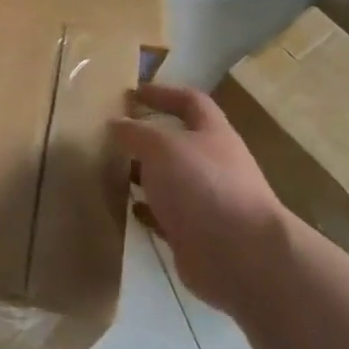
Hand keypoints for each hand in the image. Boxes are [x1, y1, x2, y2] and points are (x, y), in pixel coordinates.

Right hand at [111, 83, 290, 314]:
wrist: (240, 256)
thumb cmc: (203, 186)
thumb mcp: (163, 147)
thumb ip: (136, 133)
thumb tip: (116, 123)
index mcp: (213, 134)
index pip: (190, 102)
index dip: (163, 93)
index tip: (133, 93)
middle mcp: (213, 163)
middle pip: (178, 142)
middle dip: (147, 137)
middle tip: (112, 135)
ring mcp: (206, 200)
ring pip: (169, 180)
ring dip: (142, 174)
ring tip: (109, 169)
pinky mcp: (195, 234)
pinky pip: (165, 215)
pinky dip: (146, 209)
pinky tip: (126, 207)